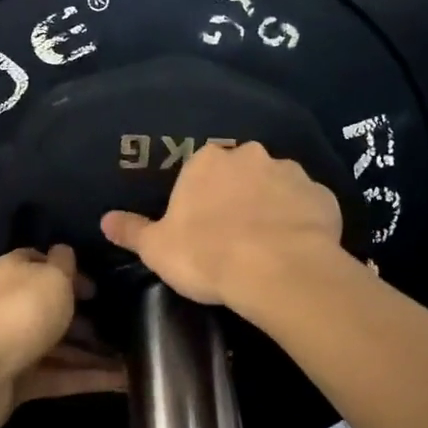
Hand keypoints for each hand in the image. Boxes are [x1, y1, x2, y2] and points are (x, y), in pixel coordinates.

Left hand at [0, 246, 125, 427]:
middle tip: (124, 324)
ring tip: (133, 357)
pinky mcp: (20, 381)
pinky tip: (123, 381)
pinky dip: (89, 378)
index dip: (71, 273)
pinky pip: (61, 376)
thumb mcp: (52, 276)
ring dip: (94, 352)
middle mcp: (12, 306)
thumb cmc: (20, 311)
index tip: (99, 287)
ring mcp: (15, 346)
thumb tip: (65, 252)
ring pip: (61, 346)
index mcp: (14, 273)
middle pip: (53, 308)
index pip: (43, 264)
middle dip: (88, 317)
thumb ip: (64, 263)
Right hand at [100, 142, 342, 308]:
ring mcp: (291, 174)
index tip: (200, 228)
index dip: (199, 199)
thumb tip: (105, 219)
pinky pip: (307, 206)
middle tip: (233, 235)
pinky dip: (302, 222)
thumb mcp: (157, 248)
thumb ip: (132, 230)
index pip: (199, 171)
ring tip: (267, 245)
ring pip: (276, 187)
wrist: (277, 271)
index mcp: (207, 162)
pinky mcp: (323, 197)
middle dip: (237, 196)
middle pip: (240, 173)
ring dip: (271, 207)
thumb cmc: (207, 255)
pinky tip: (297, 248)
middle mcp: (250, 156)